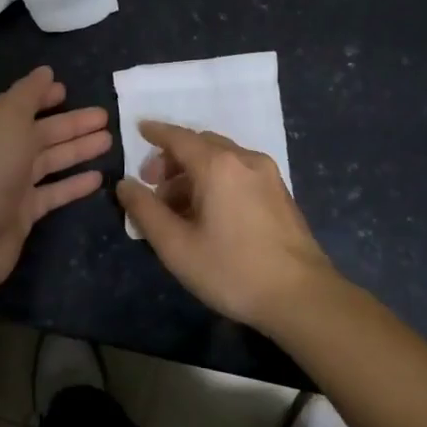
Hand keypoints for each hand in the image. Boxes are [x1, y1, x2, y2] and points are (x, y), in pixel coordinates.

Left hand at [0, 66, 111, 291]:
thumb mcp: (9, 119)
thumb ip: (28, 94)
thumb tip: (45, 71)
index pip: (19, 104)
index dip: (42, 96)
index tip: (67, 89)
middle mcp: (0, 151)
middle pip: (41, 132)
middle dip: (71, 123)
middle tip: (105, 116)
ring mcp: (12, 182)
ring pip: (51, 160)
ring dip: (78, 149)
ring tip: (109, 141)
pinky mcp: (24, 211)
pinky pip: (54, 192)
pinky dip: (74, 184)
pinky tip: (98, 178)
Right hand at [115, 121, 338, 333]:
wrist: (301, 295)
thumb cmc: (232, 270)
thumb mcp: (177, 246)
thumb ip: (146, 211)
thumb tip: (125, 184)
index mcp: (218, 165)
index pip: (179, 137)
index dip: (156, 133)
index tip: (139, 130)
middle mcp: (245, 159)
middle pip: (201, 145)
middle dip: (174, 158)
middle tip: (153, 185)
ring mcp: (268, 174)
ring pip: (222, 158)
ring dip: (195, 171)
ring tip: (177, 206)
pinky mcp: (280, 192)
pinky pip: (239, 172)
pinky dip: (217, 179)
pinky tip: (208, 212)